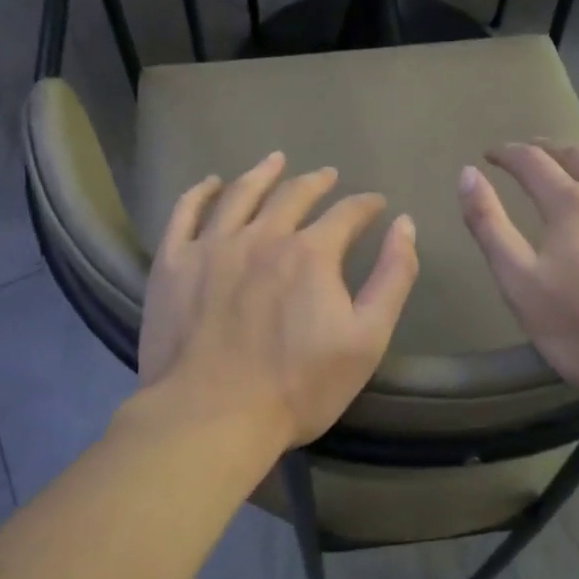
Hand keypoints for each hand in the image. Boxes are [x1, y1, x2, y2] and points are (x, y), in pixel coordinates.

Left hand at [139, 152, 419, 450]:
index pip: (347, 213)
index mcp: (311, 253)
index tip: (375, 204)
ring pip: (240, 194)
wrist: (211, 417)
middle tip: (327, 175)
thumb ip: (392, 277)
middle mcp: (262, 235)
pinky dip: (200, 192)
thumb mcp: (367, 339)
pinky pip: (185, 213)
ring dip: (262, 174)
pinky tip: (210, 183)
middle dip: (316, 182)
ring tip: (274, 161)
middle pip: (293, 194)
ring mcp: (212, 246)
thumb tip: (404, 224)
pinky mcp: (173, 263)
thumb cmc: (298, 386)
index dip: (365, 205)